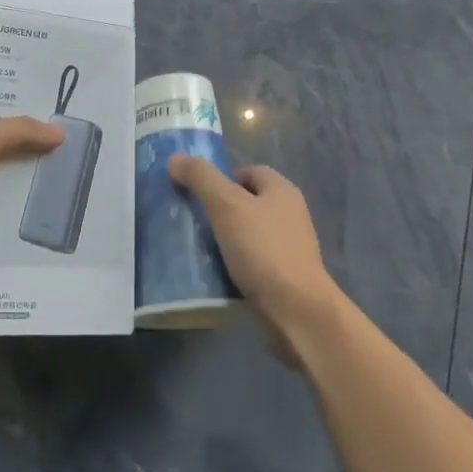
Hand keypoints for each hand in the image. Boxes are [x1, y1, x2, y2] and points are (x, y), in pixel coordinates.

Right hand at [168, 158, 338, 358]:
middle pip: (246, 203)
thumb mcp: (227, 206)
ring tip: (195, 248)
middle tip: (191, 220)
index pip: (249, 171)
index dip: (222, 177)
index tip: (197, 194)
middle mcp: (288, 215)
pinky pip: (250, 263)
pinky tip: (213, 274)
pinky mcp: (282, 278)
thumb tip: (176, 158)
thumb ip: (201, 178)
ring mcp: (287, 248)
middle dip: (218, 210)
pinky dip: (232, 266)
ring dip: (222, 240)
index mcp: (282, 191)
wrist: (297, 313)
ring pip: (246, 234)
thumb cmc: (264, 250)